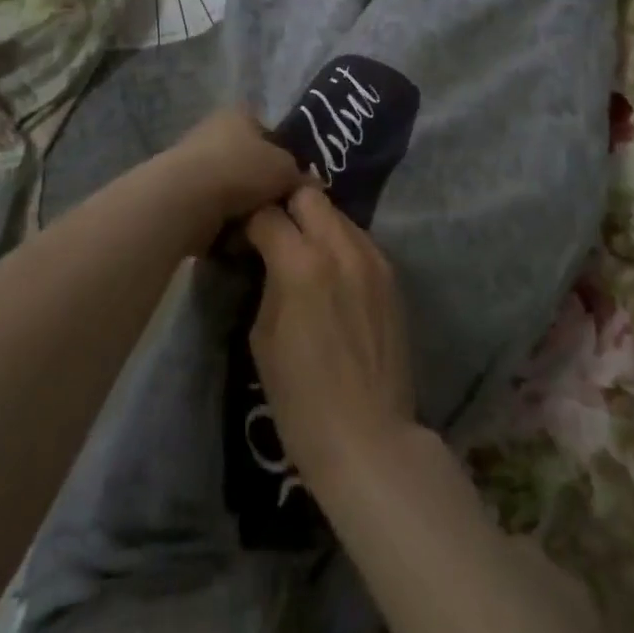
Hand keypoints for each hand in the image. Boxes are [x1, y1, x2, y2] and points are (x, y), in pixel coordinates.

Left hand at [155, 106, 305, 247]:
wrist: (186, 200)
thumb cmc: (241, 170)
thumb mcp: (286, 169)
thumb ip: (299, 175)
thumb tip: (308, 186)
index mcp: (239, 115)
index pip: (268, 134)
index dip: (283, 158)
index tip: (291, 185)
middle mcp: (213, 131)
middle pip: (248, 162)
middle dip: (261, 187)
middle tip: (277, 209)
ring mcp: (192, 162)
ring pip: (229, 189)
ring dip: (241, 208)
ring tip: (256, 227)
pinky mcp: (178, 194)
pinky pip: (210, 210)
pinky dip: (221, 224)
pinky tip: (233, 237)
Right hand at [245, 187, 419, 502]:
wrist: (369, 438)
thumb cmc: (301, 399)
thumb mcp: (263, 337)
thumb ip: (266, 281)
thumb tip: (264, 257)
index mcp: (301, 262)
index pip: (267, 213)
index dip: (249, 222)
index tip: (241, 238)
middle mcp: (340, 246)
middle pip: (308, 194)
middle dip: (286, 205)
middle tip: (274, 232)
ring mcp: (372, 257)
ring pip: (337, 214)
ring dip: (316, 223)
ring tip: (303, 252)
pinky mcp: (391, 274)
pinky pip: (359, 240)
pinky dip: (340, 244)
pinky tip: (332, 274)